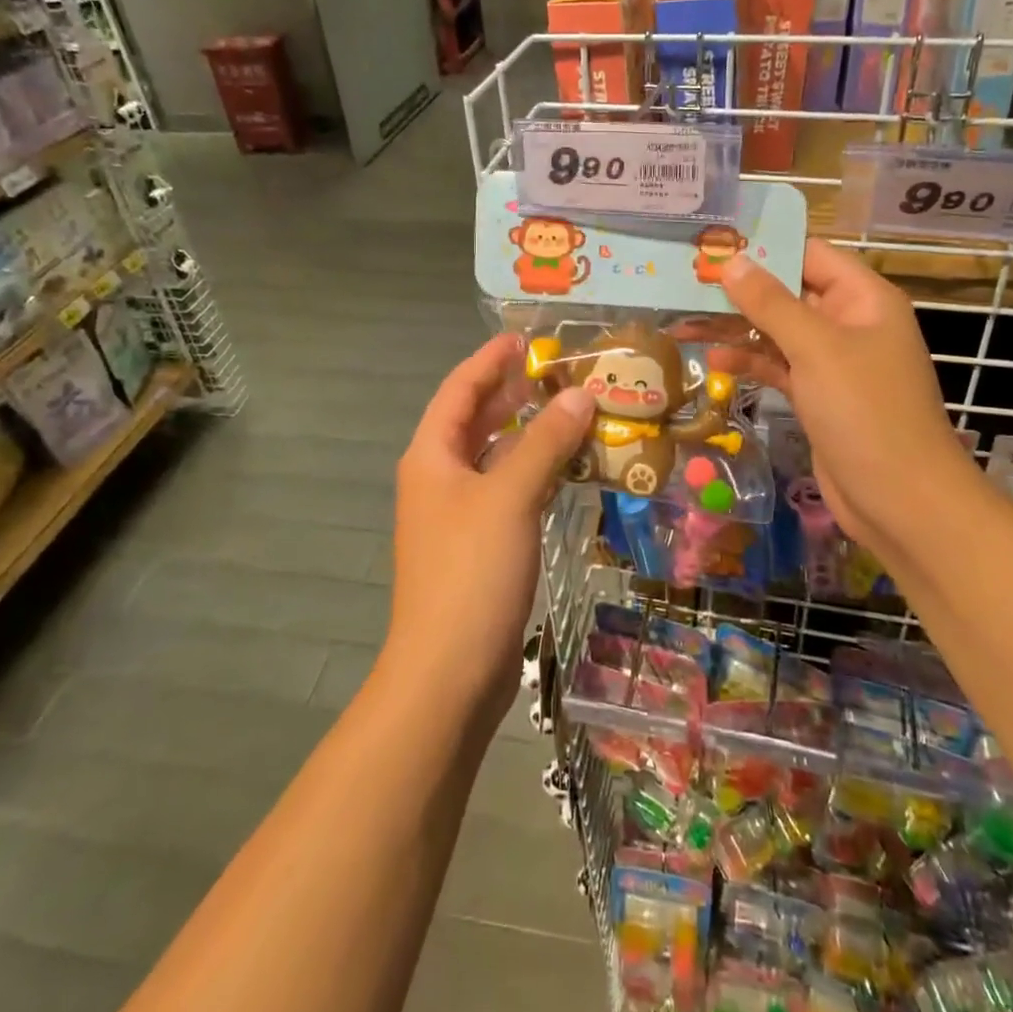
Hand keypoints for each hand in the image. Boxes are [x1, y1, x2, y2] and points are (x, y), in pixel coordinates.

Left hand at [387, 333, 595, 725]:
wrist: (447, 672)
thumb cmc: (471, 572)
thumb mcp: (510, 496)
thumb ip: (545, 442)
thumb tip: (580, 395)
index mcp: (432, 456)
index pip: (459, 390)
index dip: (489, 360)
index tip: (525, 339)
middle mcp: (438, 478)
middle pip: (475, 420)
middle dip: (512, 393)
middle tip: (559, 373)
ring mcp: (456, 514)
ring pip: (494, 457)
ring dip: (528, 433)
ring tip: (571, 412)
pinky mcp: (478, 545)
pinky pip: (507, 490)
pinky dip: (534, 472)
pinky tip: (567, 469)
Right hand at [715, 239, 986, 552]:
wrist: (900, 500)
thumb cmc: (865, 412)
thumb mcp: (816, 349)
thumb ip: (771, 303)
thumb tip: (732, 262)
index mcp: (863, 298)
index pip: (809, 254)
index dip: (763, 246)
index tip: (712, 243)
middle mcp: (849, 322)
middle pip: (788, 291)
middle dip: (741, 289)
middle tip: (685, 280)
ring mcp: (834, 361)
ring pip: (778, 330)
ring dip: (736, 327)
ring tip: (684, 321)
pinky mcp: (818, 394)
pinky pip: (778, 365)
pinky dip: (749, 360)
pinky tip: (714, 359)